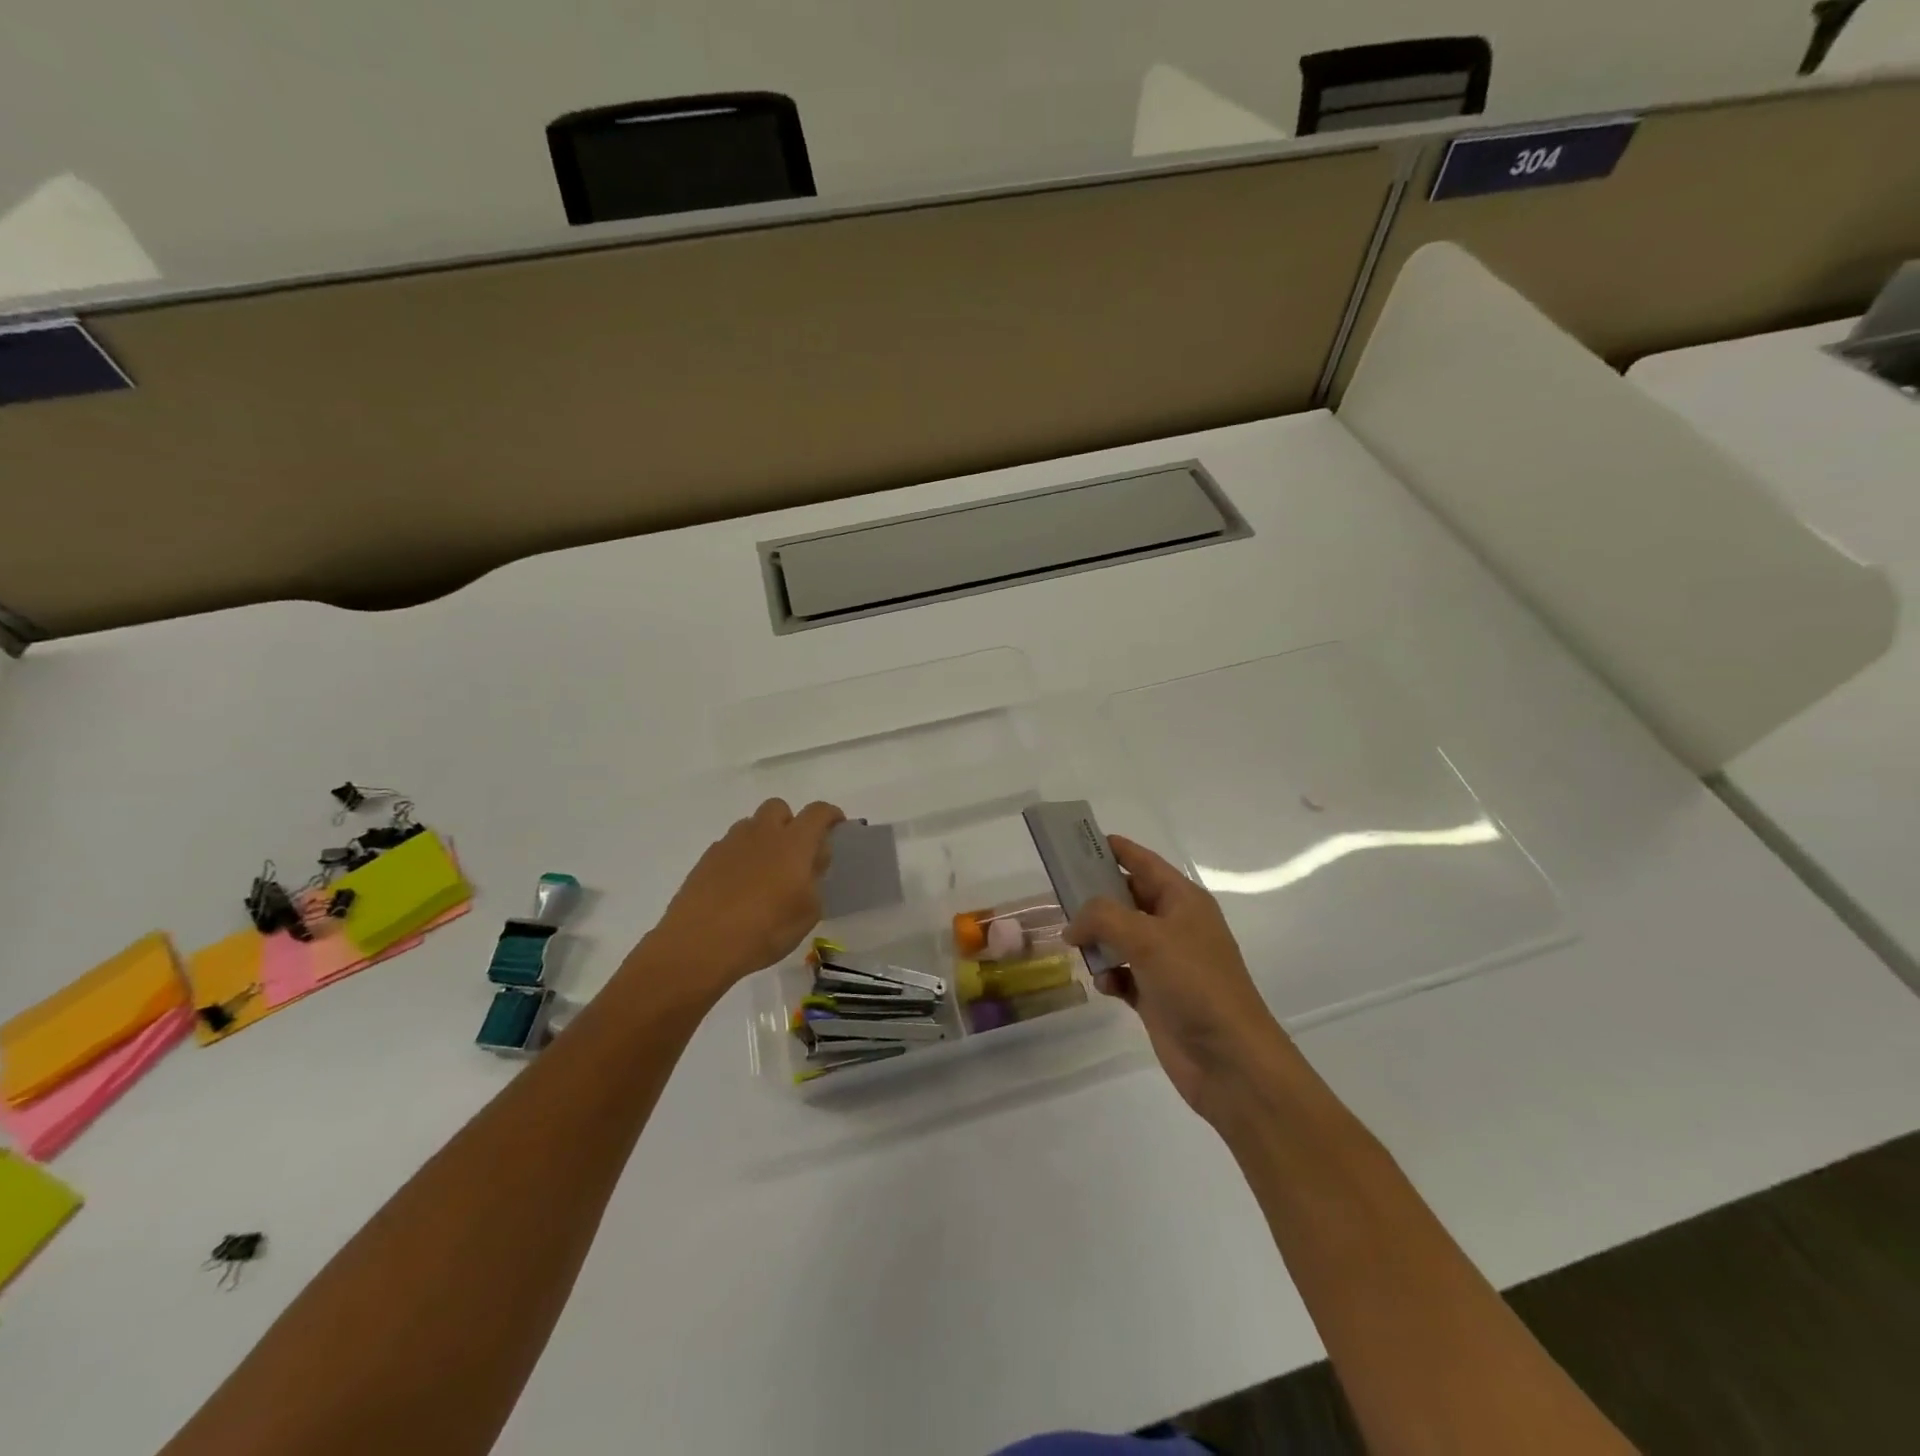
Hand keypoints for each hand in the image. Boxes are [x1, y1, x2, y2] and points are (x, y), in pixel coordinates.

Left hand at [644, 798, 844, 996]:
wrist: (699, 944)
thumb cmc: (765, 929)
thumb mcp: (808, 912)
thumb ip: (815, 880)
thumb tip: (811, 863)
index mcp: (793, 842)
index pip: (817, 812)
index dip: (830, 815)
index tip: (836, 827)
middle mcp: (762, 833)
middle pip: (779, 808)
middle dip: (790, 822)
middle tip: (795, 852)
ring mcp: (730, 844)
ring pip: (751, 825)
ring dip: (763, 839)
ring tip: (765, 872)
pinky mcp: (706, 859)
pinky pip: (730, 847)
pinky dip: (740, 858)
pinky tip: (738, 887)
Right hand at [1067, 836, 1295, 1122]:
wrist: (1230, 1060)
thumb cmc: (1194, 984)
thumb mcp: (1147, 938)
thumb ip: (1102, 917)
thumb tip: (1074, 924)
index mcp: (1182, 900)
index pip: (1143, 862)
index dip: (1115, 849)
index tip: (1077, 843)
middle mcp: (1174, 925)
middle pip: (1126, 899)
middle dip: (1095, 899)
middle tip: (1060, 898)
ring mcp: (1165, 962)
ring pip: (1119, 937)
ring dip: (1098, 941)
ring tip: (1077, 946)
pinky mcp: (1155, 995)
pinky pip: (1121, 973)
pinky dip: (1109, 975)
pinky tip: (1105, 985)